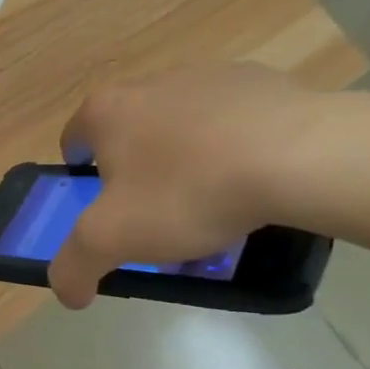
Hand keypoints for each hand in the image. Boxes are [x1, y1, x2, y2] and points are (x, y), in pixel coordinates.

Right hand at [49, 63, 327, 307]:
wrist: (301, 156)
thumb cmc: (189, 191)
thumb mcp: (114, 240)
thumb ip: (74, 266)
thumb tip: (67, 292)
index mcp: (106, 110)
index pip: (74, 142)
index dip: (83, 180)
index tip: (108, 209)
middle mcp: (148, 83)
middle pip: (129, 136)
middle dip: (139, 174)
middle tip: (162, 216)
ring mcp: (206, 76)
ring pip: (181, 128)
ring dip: (187, 161)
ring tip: (217, 205)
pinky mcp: (259, 80)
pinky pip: (232, 122)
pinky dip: (234, 148)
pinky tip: (256, 181)